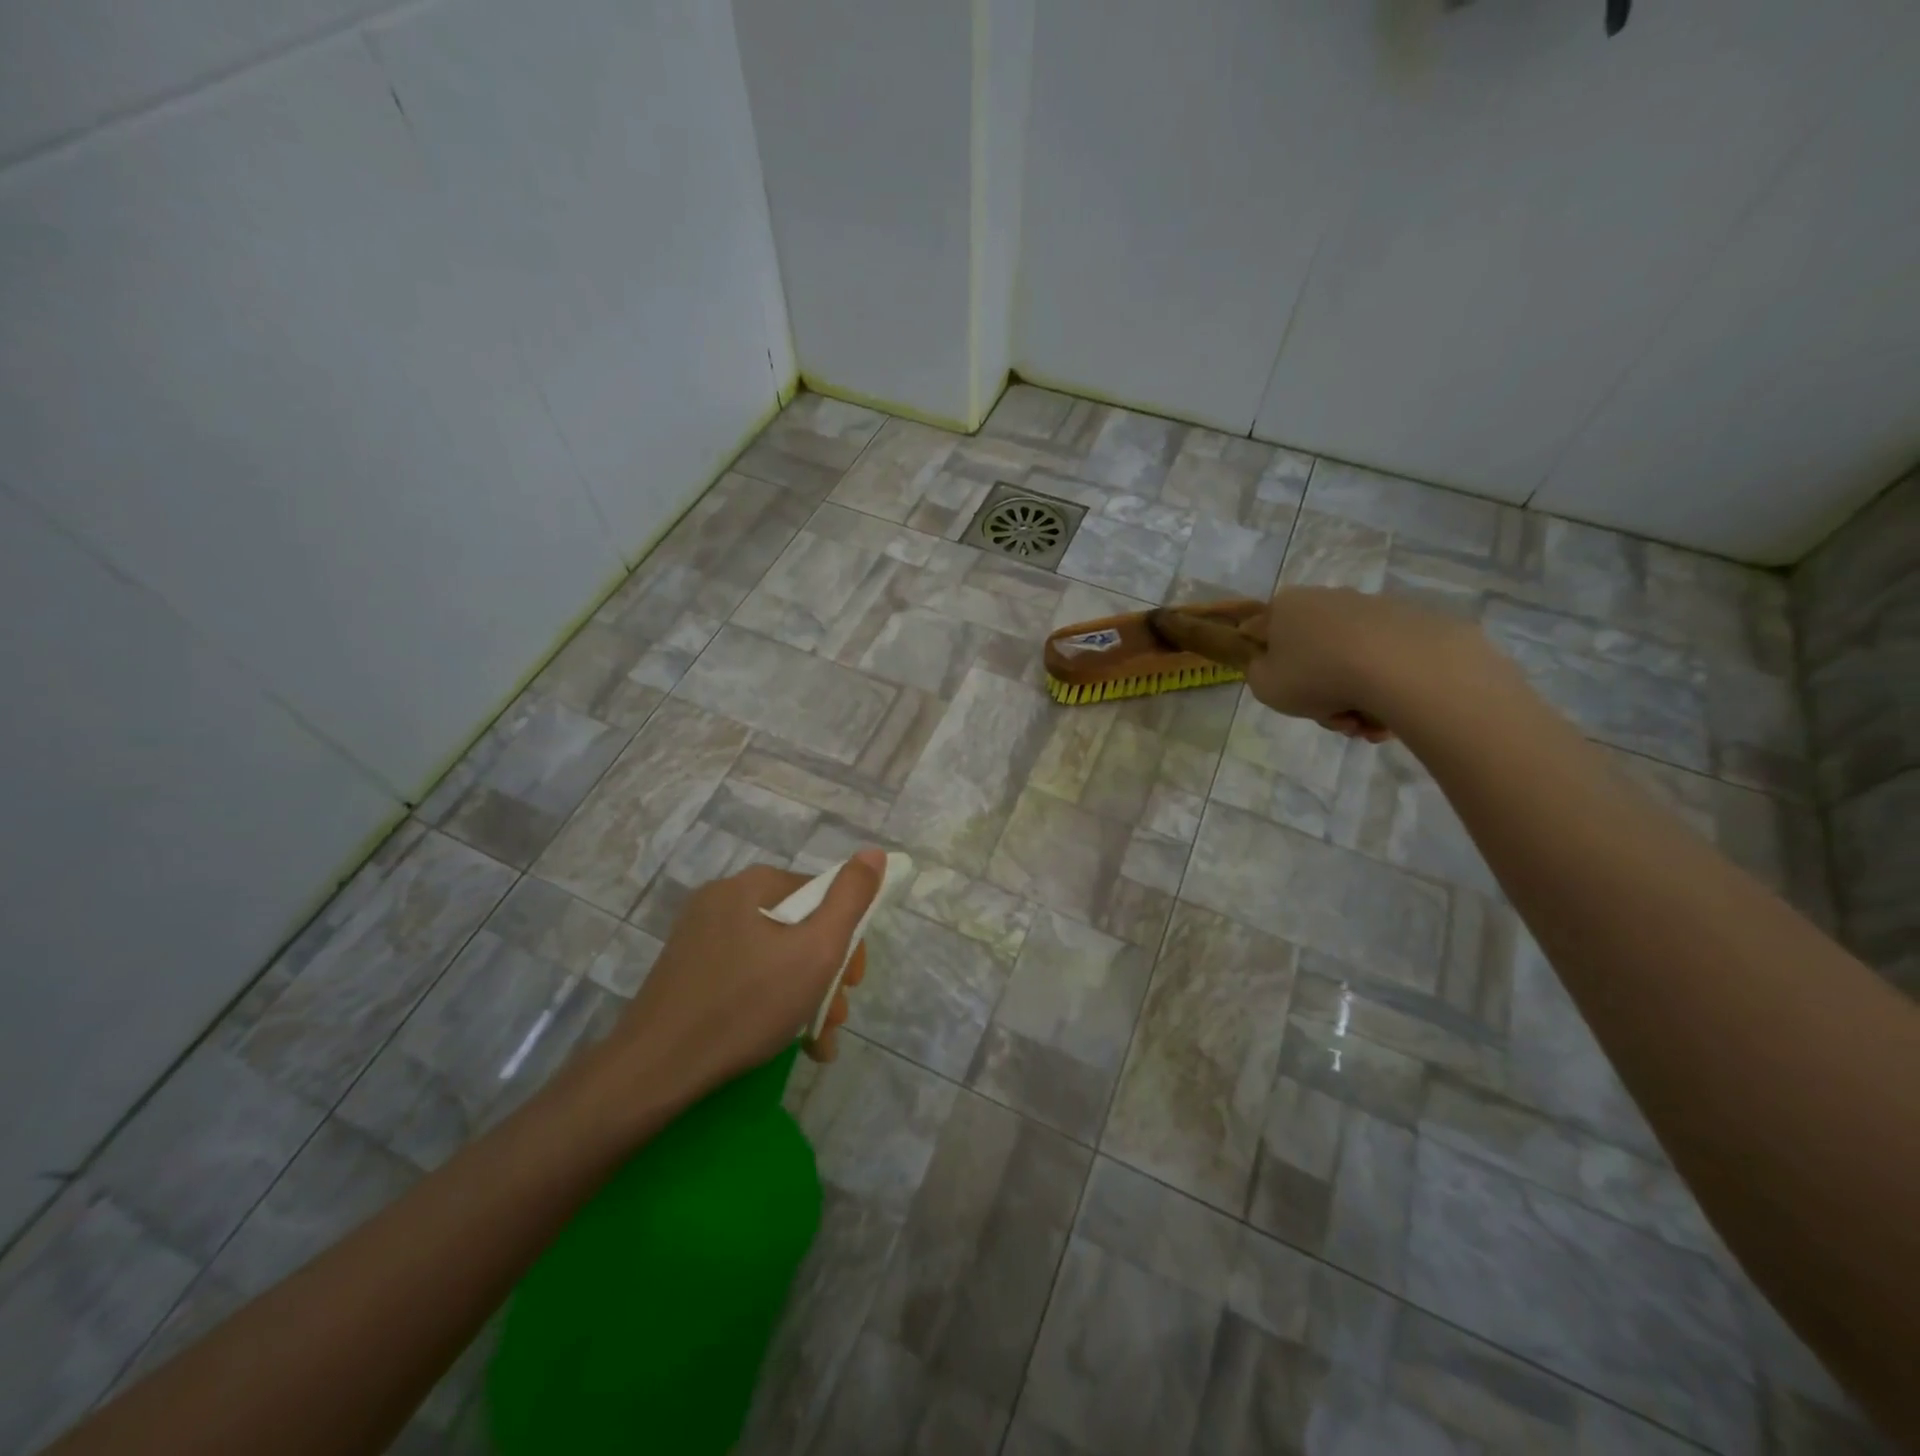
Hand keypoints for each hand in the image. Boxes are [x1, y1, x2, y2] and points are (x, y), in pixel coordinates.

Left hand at [595, 850, 884, 1111]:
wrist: (656, 1070)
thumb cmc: (746, 1005)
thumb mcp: (816, 951)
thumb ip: (851, 899)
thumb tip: (873, 852)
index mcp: (752, 884)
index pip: (822, 895)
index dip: (847, 937)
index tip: (852, 982)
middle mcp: (723, 899)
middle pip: (798, 927)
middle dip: (825, 974)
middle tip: (834, 1018)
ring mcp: (700, 935)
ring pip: (774, 955)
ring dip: (803, 994)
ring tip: (815, 1040)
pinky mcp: (687, 970)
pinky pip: (745, 974)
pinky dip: (770, 1001)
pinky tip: (786, 1041)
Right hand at [1245, 587, 1484, 740]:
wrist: (1399, 667)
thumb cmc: (1316, 675)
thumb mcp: (1264, 687)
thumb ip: (1259, 674)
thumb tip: (1276, 667)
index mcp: (1286, 606)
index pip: (1265, 635)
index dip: (1272, 669)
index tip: (1288, 693)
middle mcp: (1326, 598)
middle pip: (1312, 654)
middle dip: (1321, 694)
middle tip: (1333, 719)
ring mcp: (1370, 607)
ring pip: (1350, 661)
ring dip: (1354, 698)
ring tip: (1365, 726)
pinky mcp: (1408, 621)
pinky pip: (1383, 660)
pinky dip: (1383, 688)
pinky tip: (1388, 714)